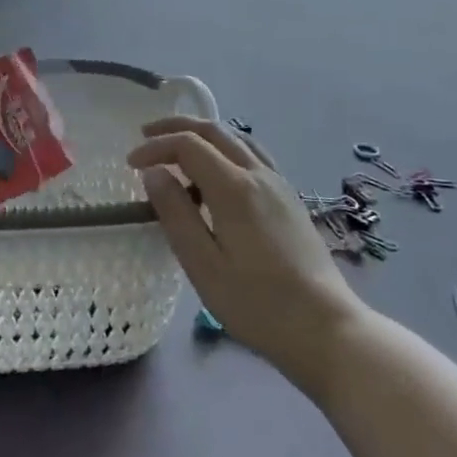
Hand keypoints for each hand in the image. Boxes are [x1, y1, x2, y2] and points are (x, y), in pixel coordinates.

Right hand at [130, 117, 361, 396]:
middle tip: (146, 136)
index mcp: (235, 188)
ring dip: (203, 136)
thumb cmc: (257, 304)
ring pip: (237, 139)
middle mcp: (259, 175)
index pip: (189, 145)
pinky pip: (253, 156)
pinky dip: (225, 150)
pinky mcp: (290, 200)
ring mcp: (280, 185)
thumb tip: (154, 173)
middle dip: (177, 127)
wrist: (326, 329)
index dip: (156, 147)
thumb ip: (176, 214)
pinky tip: (217, 176)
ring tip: (177, 152)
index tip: (130, 164)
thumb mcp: (203, 266)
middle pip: (215, 131)